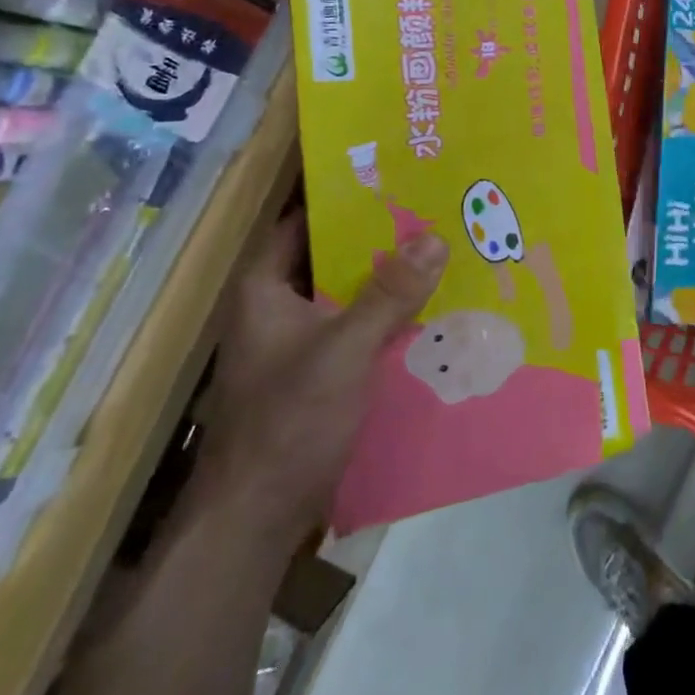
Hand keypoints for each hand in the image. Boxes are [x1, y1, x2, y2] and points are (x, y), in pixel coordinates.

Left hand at [194, 209, 448, 549]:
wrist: (256, 519)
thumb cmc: (288, 421)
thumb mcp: (344, 350)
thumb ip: (389, 294)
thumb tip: (435, 237)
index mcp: (265, 289)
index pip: (301, 221)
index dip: (340, 197)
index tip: (391, 176)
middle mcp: (277, 307)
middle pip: (329, 256)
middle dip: (377, 236)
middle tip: (430, 209)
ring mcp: (297, 343)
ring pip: (346, 294)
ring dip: (385, 278)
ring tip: (439, 250)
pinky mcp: (317, 373)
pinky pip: (355, 328)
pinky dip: (385, 316)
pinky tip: (428, 309)